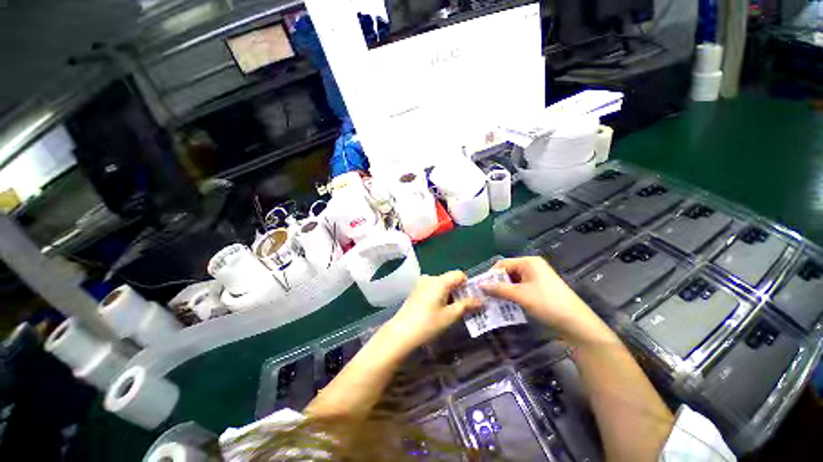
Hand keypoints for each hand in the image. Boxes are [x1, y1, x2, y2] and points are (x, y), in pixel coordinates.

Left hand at [381, 271, 481, 354]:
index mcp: (439, 280)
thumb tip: (481, 301)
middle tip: (464, 308)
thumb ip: (466, 305)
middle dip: (459, 292)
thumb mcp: (450, 315)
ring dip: (450, 295)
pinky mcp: (416, 291)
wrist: (401, 333)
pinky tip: (438, 311)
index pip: (459, 274)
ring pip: (442, 285)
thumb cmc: (428, 324)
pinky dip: (440, 296)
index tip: (471, 299)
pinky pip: (433, 289)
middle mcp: (430, 278)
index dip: (467, 285)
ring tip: (452, 312)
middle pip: (450, 279)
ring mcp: (421, 284)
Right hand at [482, 257, 613, 344]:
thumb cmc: (547, 303)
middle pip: (507, 272)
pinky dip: (512, 296)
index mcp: (528, 262)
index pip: (502, 264)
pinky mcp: (539, 289)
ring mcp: (536, 278)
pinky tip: (506, 305)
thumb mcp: (520, 295)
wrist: (576, 324)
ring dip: (503, 291)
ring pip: (513, 282)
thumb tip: (479, 285)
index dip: (491, 275)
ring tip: (493, 302)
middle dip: (497, 284)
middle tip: (486, 296)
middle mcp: (532, 267)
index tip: (481, 288)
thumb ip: (498, 289)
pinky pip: (520, 289)